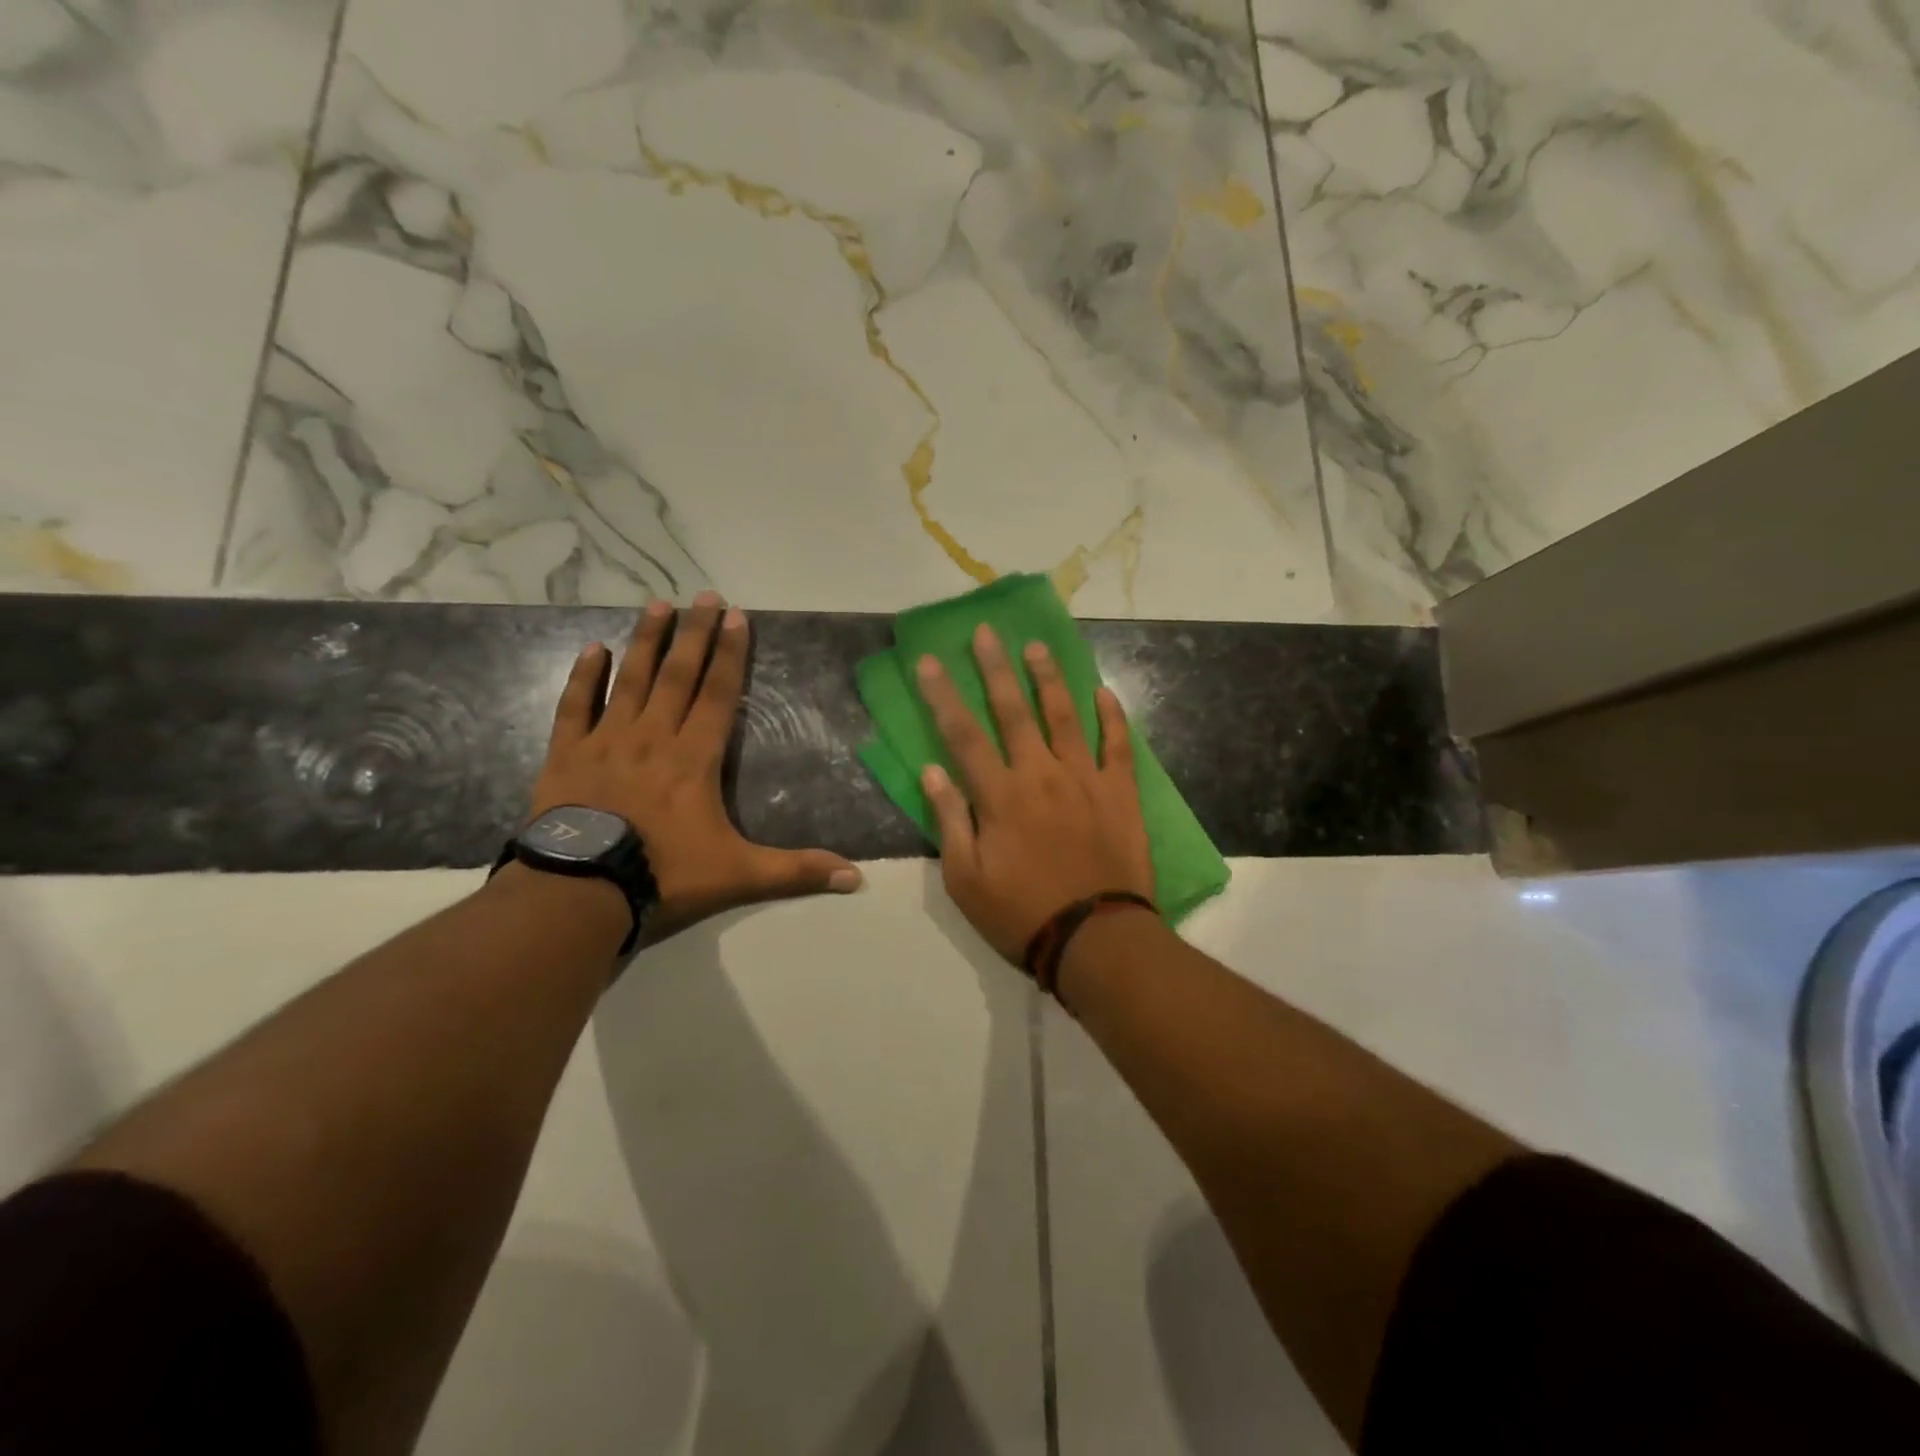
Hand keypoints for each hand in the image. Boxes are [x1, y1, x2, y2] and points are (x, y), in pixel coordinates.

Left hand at [528, 591, 861, 940]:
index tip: (737, 616)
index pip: (719, 694)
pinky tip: (592, 648)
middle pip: (678, 675)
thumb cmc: (665, 875)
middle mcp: (653, 737)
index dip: (731, 654)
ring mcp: (607, 741)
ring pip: (630, 680)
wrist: (581, 892)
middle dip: (695, 634)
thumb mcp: (740, 876)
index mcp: (695, 757)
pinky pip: (575, 706)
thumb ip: (797, 871)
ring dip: (646, 641)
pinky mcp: (567, 755)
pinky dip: (584, 677)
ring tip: (657, 605)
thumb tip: (857, 878)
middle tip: (705, 595)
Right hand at [916, 625, 1154, 963]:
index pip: (962, 734)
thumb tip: (931, 770)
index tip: (928, 661)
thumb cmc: (1020, 913)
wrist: (1094, 938)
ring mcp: (1084, 779)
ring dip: (1049, 678)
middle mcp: (1039, 774)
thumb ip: (950, 819)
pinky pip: (1118, 745)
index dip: (942, 695)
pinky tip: (1104, 692)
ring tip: (1037, 646)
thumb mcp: (965, 878)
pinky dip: (1112, 716)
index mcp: (999, 795)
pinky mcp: (1120, 792)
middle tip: (987, 632)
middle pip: (1013, 710)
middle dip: (996, 668)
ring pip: (1064, 715)